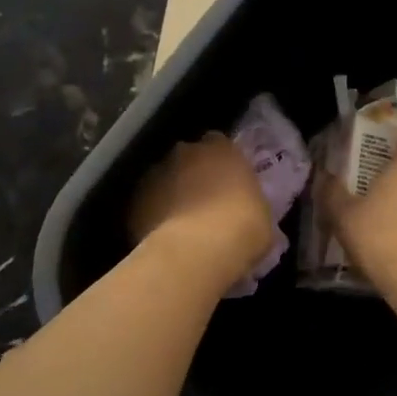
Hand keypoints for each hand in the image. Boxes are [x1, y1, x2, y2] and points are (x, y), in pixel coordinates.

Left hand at [130, 134, 274, 289]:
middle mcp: (185, 151)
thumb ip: (249, 203)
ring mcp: (155, 173)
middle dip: (192, 175)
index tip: (225, 182)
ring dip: (169, 194)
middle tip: (202, 203)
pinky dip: (151, 215)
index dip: (220, 163)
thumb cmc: (243, 228)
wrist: (197, 251)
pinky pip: (146, 204)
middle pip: (187, 158)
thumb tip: (245, 214)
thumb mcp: (262, 215)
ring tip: (179, 223)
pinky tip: (161, 237)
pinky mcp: (134, 199)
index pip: (219, 144)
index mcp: (222, 148)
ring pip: (163, 179)